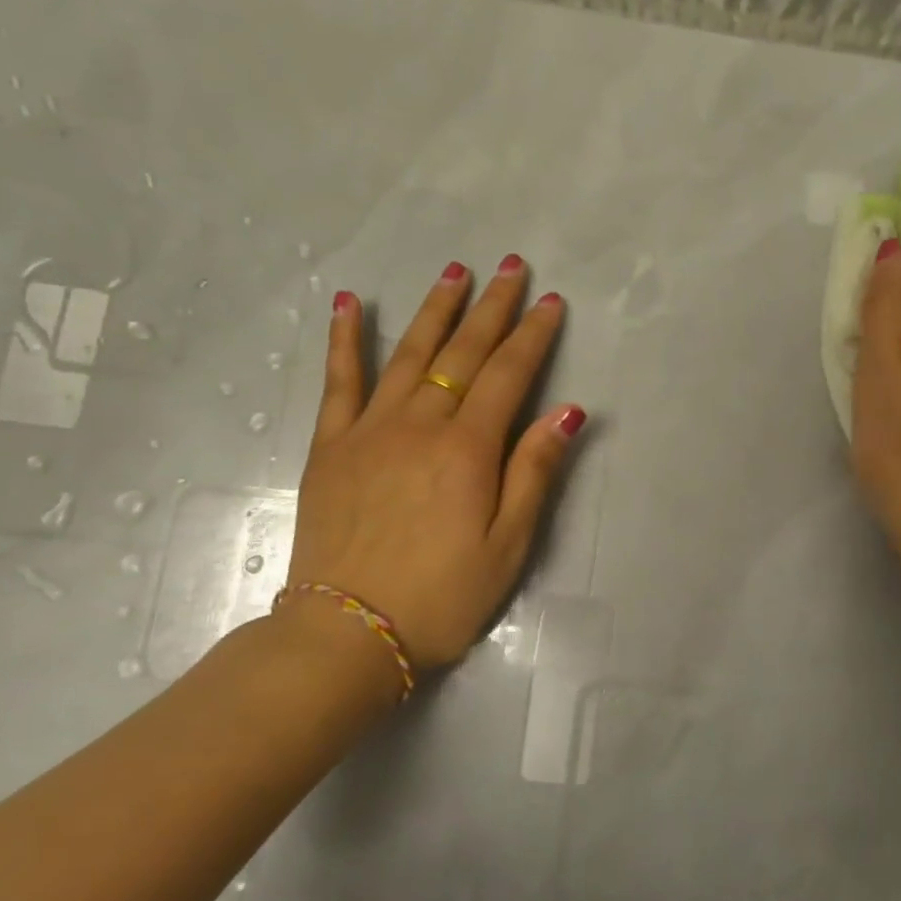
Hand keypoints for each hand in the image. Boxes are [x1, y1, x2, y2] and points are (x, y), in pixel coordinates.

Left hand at [284, 256, 585, 672]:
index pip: (509, 376)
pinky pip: (338, 382)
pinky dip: (344, 340)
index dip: (532, 336)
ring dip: (435, 310)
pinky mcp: (331, 446)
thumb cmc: (442, 596)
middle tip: (509, 266)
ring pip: (409, 354)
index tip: (549, 301)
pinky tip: (349, 304)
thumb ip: (535, 472)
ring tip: (454, 272)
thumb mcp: (507, 545)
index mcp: (468, 450)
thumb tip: (569, 413)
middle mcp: (420, 425)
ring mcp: (370, 430)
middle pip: (463, 353)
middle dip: (491, 307)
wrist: (347, 634)